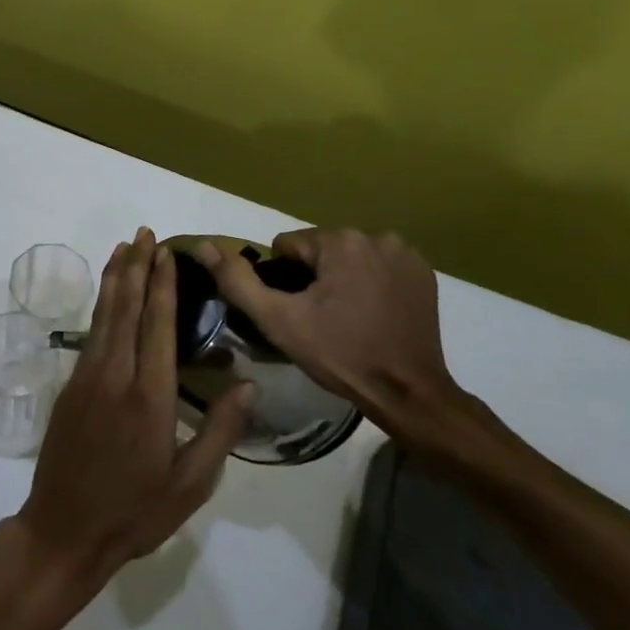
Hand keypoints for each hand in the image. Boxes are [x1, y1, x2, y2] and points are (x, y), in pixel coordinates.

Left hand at [14, 229, 253, 593]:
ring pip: (103, 316)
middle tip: (144, 233)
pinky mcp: (70, 387)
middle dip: (137, 267)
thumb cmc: (135, 512)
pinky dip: (100, 307)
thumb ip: (219, 431)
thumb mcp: (191, 484)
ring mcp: (86, 378)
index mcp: (150, 396)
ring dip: (115, 279)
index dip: (163, 285)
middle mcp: (115, 375)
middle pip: (127, 308)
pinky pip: (90, 334)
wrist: (64, 529)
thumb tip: (248, 385)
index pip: (158, 325)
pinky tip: (107, 297)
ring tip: (124, 248)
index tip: (166, 252)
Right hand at [192, 229, 487, 456]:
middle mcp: (376, 236)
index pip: (290, 247)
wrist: (408, 393)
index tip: (297, 311)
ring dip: (342, 279)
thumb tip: (205, 246)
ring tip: (346, 319)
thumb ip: (238, 281)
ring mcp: (405, 253)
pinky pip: (379, 267)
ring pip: (349, 257)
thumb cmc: (340, 355)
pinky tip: (373, 314)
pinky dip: (371, 283)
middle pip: (321, 250)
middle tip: (319, 319)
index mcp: (340, 241)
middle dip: (314, 278)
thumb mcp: (279, 321)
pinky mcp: (424, 272)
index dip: (284, 280)